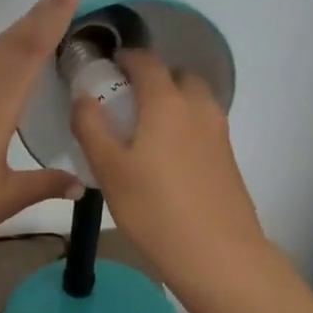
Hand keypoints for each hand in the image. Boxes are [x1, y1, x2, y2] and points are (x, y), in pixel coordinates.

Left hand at [0, 0, 85, 274]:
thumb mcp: (5, 198)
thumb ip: (45, 185)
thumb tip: (81, 183)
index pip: (29, 50)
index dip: (53, 13)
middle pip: (9, 44)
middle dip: (39, 13)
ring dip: (19, 30)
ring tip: (41, 13)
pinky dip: (3, 54)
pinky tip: (8, 64)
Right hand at [70, 51, 269, 291]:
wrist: (219, 255)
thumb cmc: (155, 209)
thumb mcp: (109, 169)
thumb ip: (92, 126)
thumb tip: (83, 96)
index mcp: (167, 102)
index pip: (147, 62)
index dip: (126, 58)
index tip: (108, 67)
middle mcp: (198, 108)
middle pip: (179, 76)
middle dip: (154, 78)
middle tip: (127, 102)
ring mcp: (219, 133)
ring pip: (195, 101)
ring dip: (172, 102)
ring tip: (144, 132)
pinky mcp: (228, 158)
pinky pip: (203, 126)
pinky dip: (185, 126)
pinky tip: (166, 160)